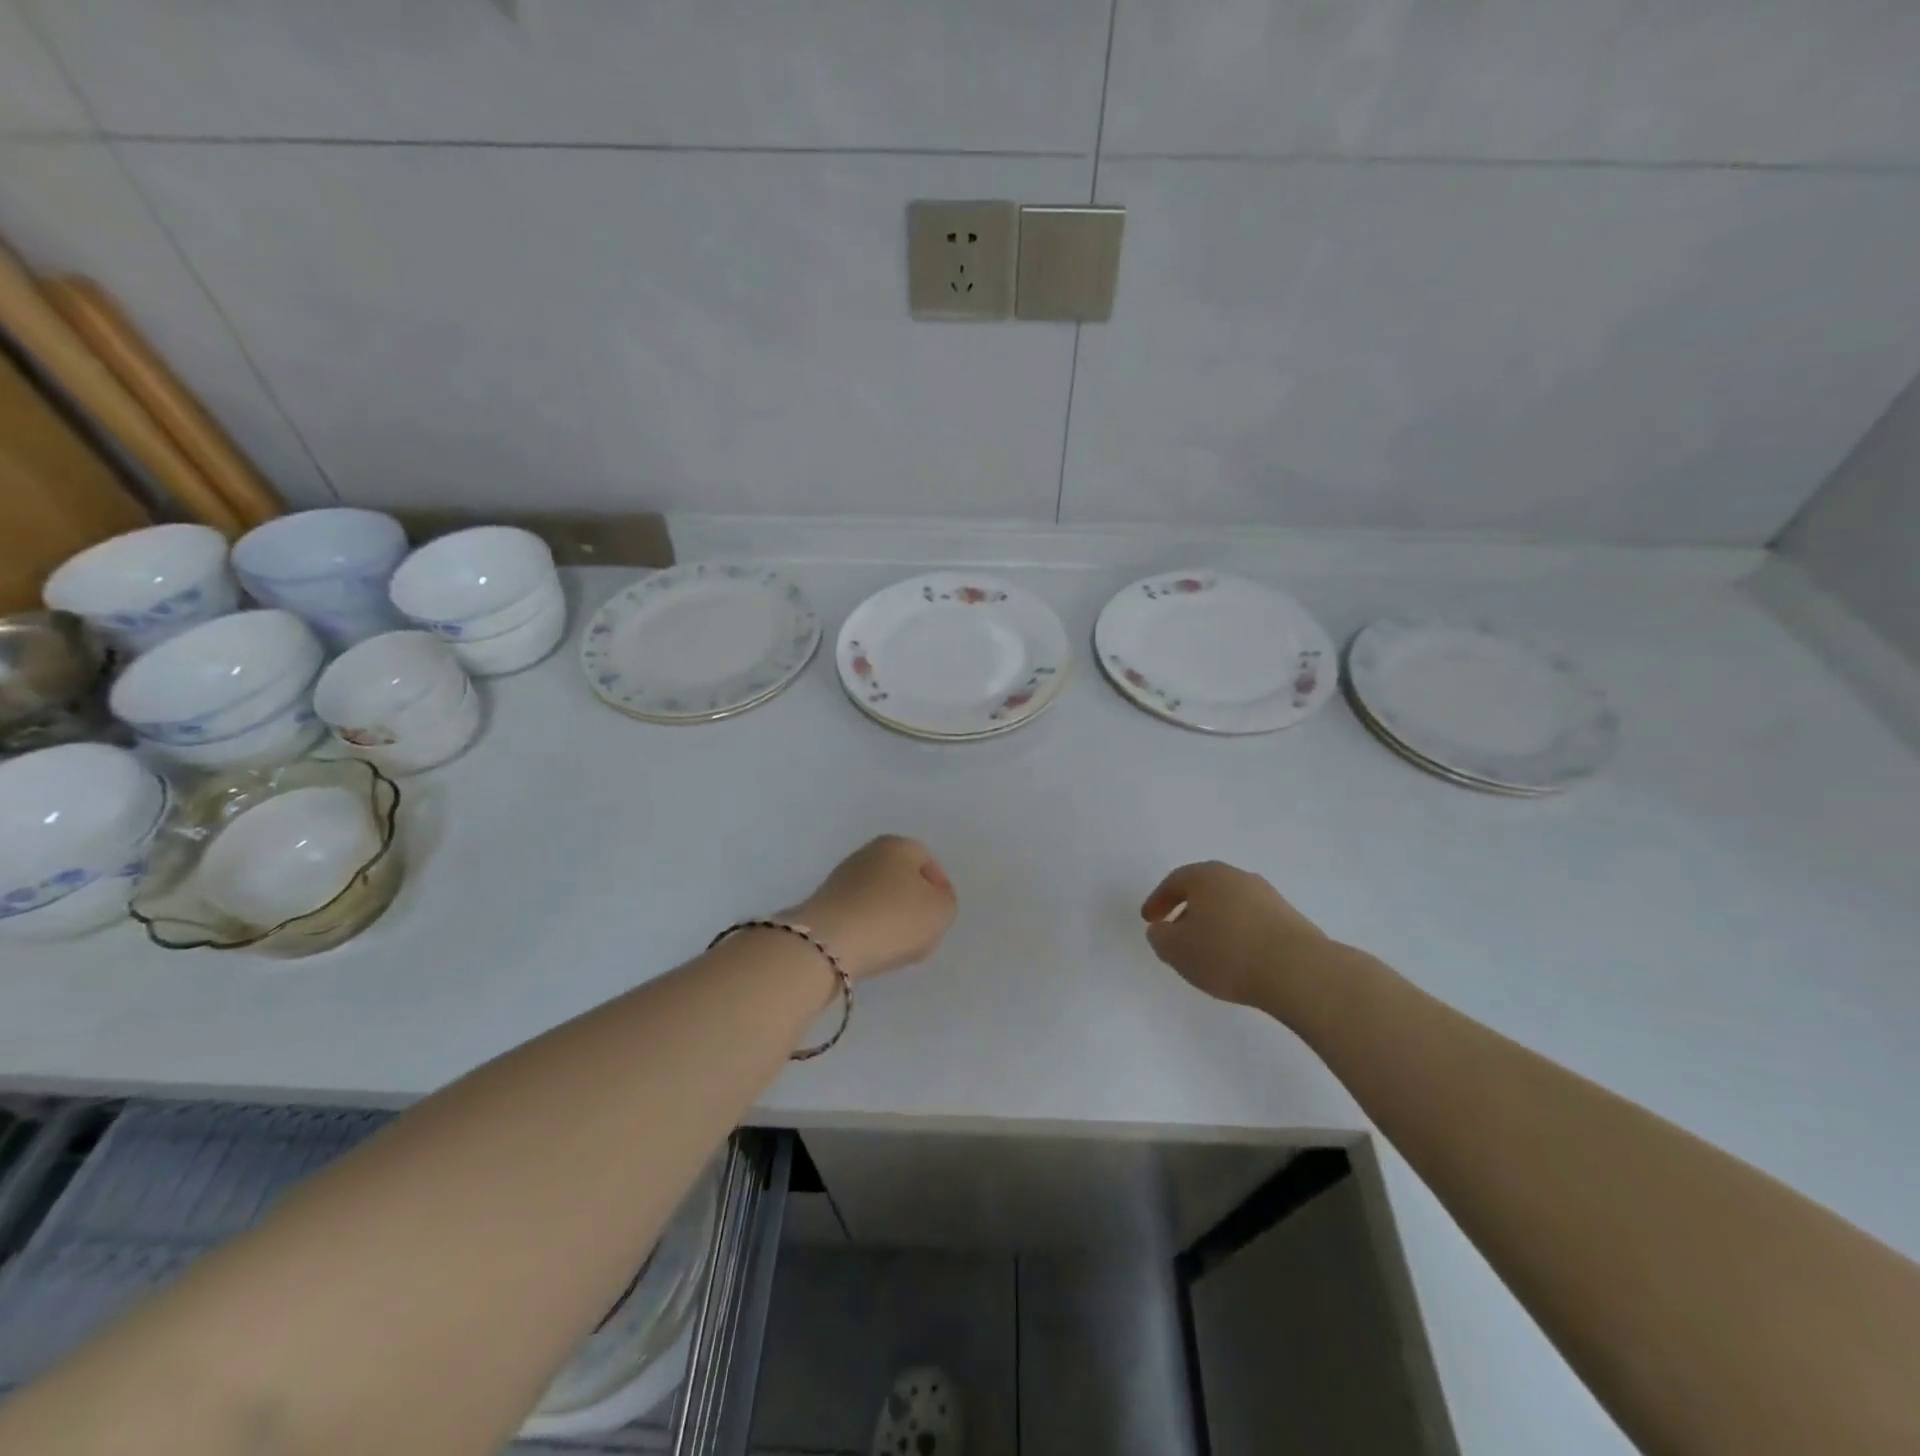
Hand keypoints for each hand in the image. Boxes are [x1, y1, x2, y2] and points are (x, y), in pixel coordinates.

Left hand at [792, 835, 957, 980]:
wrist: (828, 944)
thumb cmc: (893, 918)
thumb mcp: (941, 911)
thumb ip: (946, 901)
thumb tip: (932, 899)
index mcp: (897, 845)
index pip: (927, 862)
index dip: (939, 890)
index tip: (938, 917)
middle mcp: (867, 854)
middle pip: (902, 880)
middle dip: (914, 906)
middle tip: (921, 934)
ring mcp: (842, 878)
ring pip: (880, 899)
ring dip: (891, 921)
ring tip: (896, 949)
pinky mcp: (825, 904)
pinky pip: (859, 916)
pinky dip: (869, 931)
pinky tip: (872, 951)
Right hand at [1140, 861, 1335, 1012]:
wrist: (1298, 970)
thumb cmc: (1226, 953)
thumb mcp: (1177, 950)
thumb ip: (1160, 937)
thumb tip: (1161, 929)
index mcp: (1206, 876)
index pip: (1174, 882)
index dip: (1158, 901)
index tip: (1149, 920)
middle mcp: (1237, 877)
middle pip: (1204, 889)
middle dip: (1187, 909)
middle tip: (1176, 932)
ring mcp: (1267, 896)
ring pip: (1230, 905)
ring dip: (1215, 922)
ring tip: (1208, 950)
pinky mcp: (1290, 918)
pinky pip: (1252, 921)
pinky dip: (1238, 933)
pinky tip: (1237, 957)